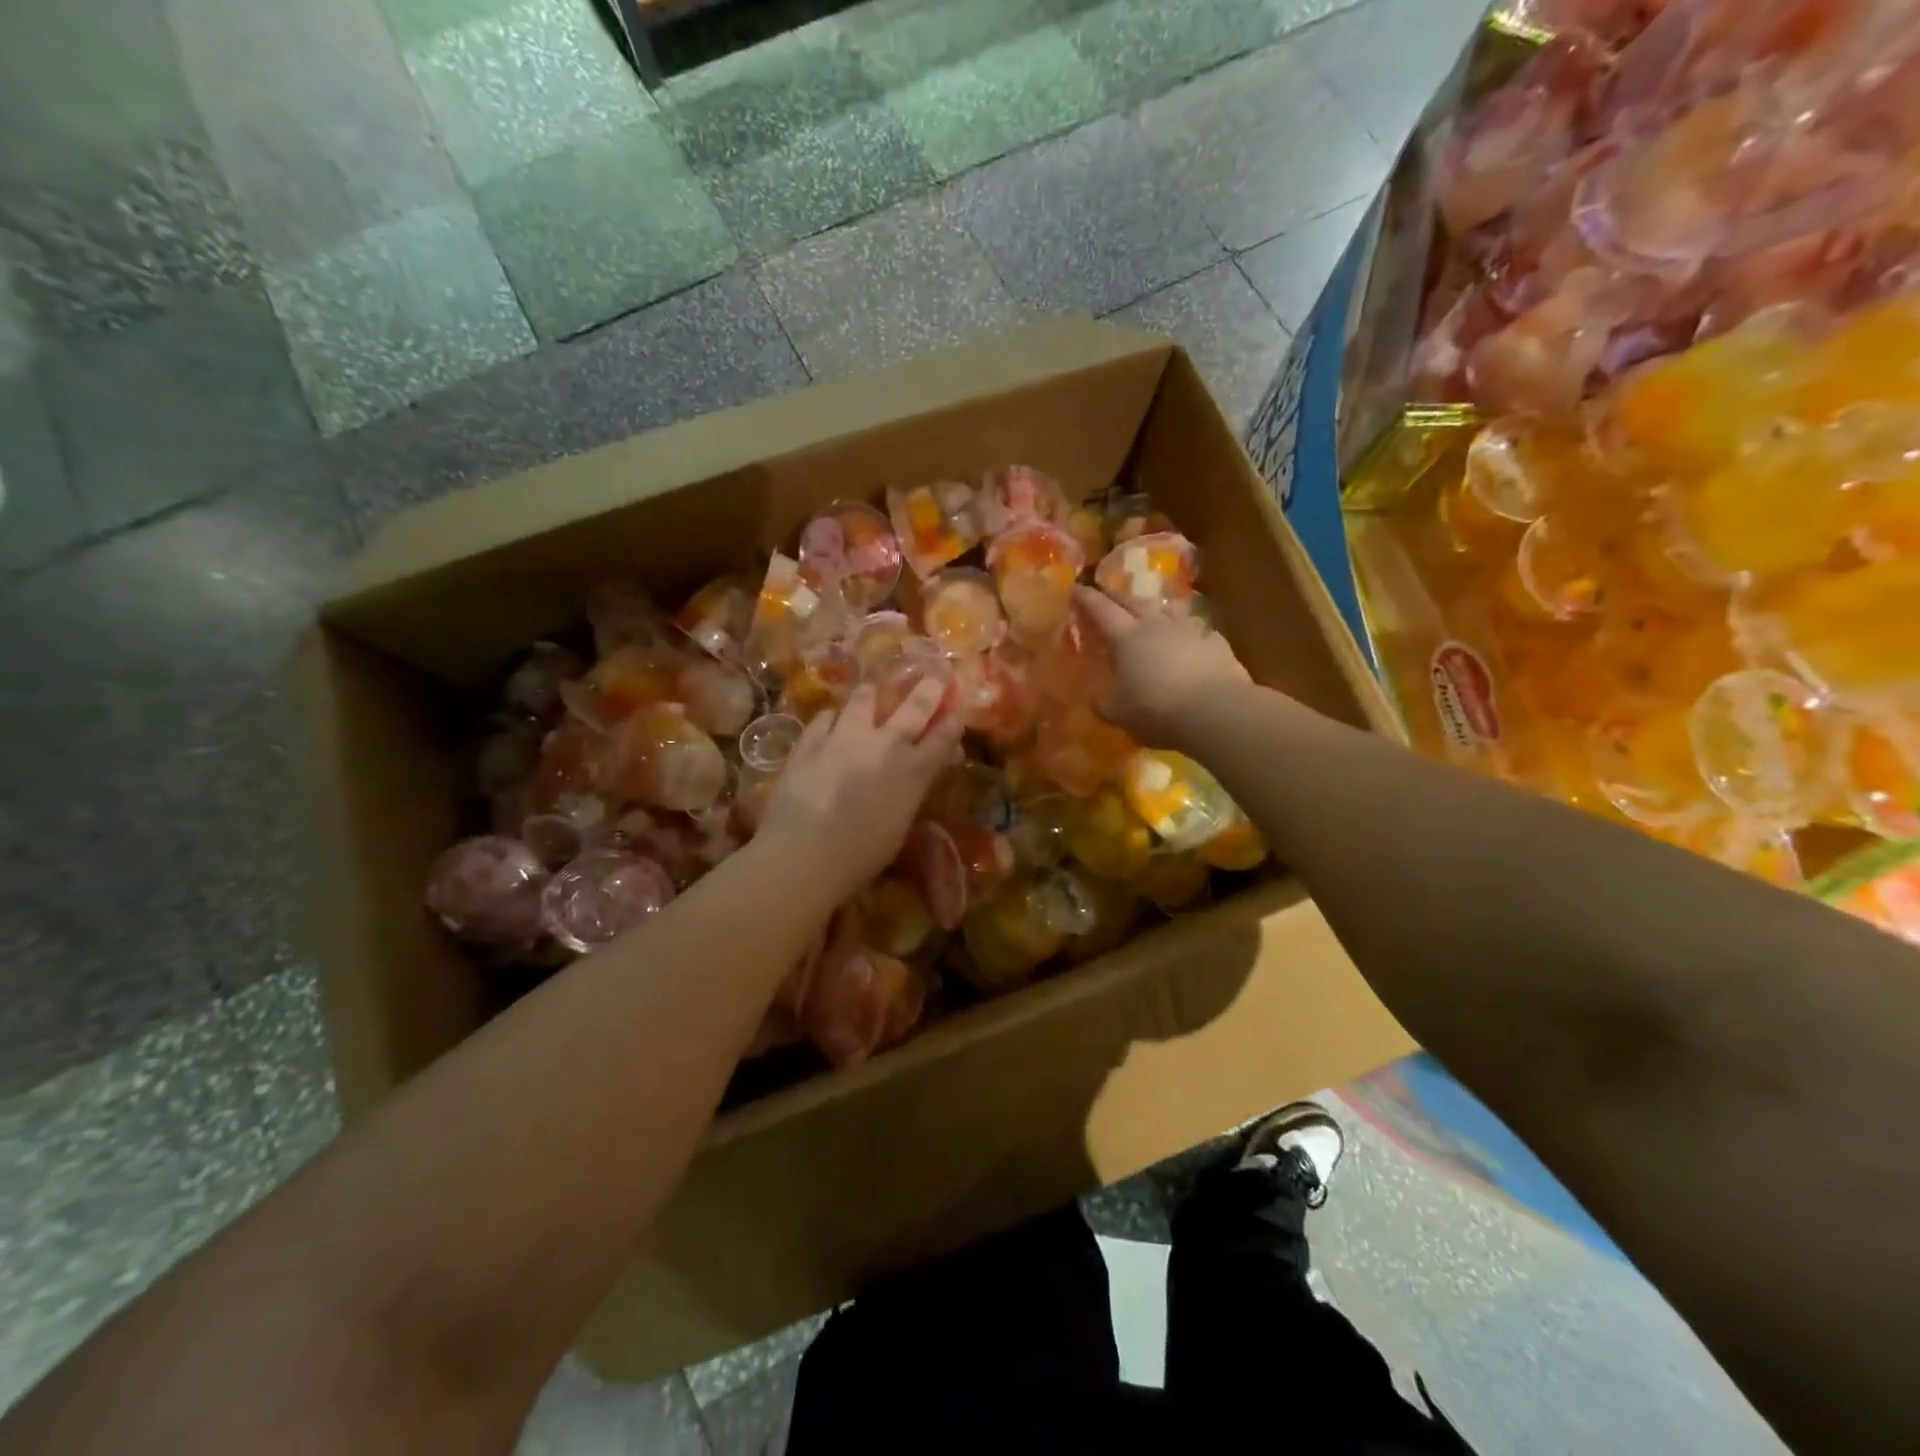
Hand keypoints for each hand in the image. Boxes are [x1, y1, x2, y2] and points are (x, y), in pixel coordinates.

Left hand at [756, 680, 964, 897]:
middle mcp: (885, 744)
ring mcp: (846, 737)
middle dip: (929, 687)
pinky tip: (831, 723)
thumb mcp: (900, 825)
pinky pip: (826, 716)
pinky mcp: (811, 740)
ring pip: (863, 697)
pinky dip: (833, 718)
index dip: (953, 720)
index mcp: (914, 771)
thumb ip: (911, 791)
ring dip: (872, 694)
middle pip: (915, 705)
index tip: (956, 709)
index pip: (943, 736)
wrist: (804, 854)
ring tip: (870, 693)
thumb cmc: (860, 855)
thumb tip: (917, 772)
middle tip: (933, 675)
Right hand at [1074, 586, 1252, 747]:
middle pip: (1133, 601)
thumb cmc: (1157, 711)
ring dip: (1155, 608)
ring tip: (1150, 611)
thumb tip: (1096, 700)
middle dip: (1116, 596)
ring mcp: (1190, 631)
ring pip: (1169, 610)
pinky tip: (1191, 641)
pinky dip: (1189, 633)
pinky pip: (1199, 631)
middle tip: (1106, 593)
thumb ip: (1105, 704)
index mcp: (1126, 638)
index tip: (1076, 588)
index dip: (1087, 599)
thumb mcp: (1120, 714)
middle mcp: (1157, 625)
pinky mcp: (1216, 644)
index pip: (1101, 610)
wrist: (1216, 712)